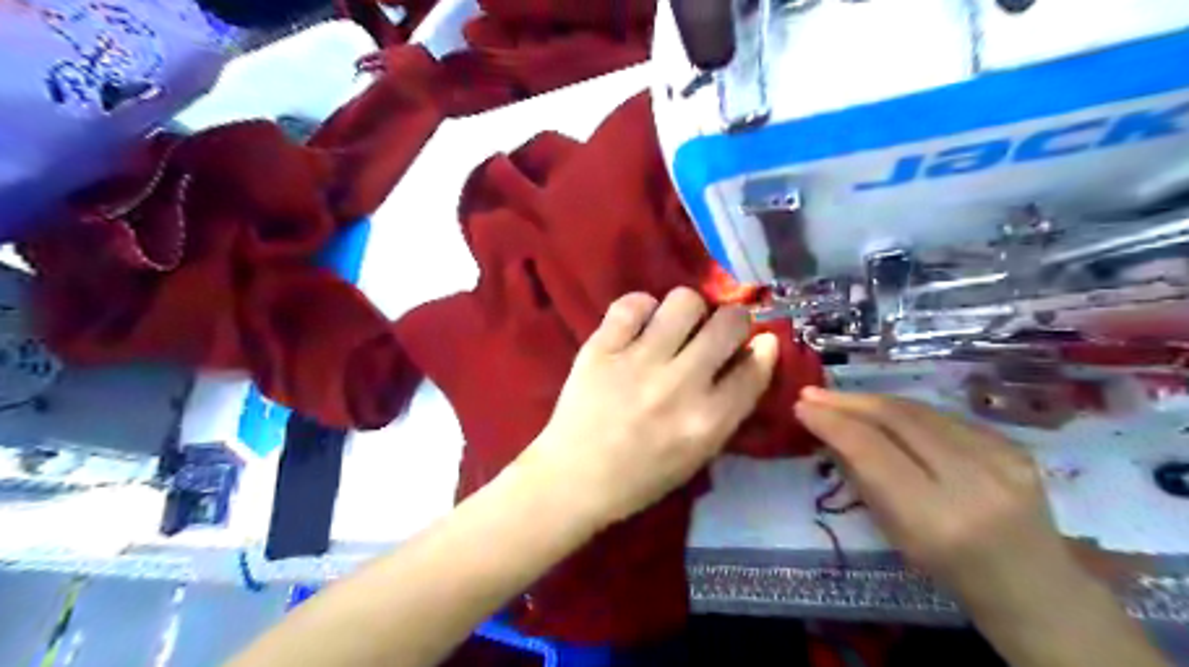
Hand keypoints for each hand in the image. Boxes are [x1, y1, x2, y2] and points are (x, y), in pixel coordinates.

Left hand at [522, 289, 781, 527]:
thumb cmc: (640, 477)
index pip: (754, 367)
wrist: (573, 479)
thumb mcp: (698, 455)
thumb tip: (751, 355)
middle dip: (734, 320)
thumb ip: (728, 408)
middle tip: (719, 329)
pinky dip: (642, 309)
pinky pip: (633, 304)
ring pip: (684, 301)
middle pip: (728, 323)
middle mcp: (679, 385)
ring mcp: (638, 362)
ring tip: (676, 326)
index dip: (763, 348)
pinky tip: (639, 326)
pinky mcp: (601, 348)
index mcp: (707, 421)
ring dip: (689, 310)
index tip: (758, 342)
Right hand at [792, 388, 1072, 605]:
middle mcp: (973, 481)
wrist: (1037, 587)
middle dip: (847, 401)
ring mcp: (1001, 458)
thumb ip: (862, 478)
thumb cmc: (951, 571)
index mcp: (937, 518)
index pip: (872, 450)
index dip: (832, 422)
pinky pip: (943, 417)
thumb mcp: (894, 533)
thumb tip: (827, 431)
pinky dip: (904, 412)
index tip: (801, 407)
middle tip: (812, 393)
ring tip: (839, 398)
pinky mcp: (1014, 445)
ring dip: (872, 400)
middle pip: (897, 419)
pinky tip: (883, 412)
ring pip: (919, 410)